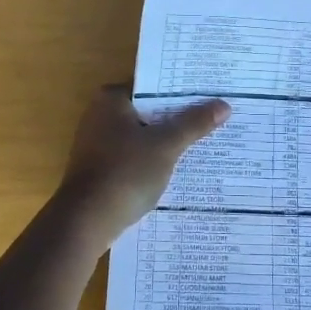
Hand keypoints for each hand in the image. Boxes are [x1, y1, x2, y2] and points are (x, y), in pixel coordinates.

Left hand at [58, 85, 229, 244]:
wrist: (86, 222)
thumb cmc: (125, 172)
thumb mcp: (166, 145)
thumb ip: (194, 124)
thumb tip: (224, 105)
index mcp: (111, 99)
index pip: (153, 87)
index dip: (181, 93)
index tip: (208, 97)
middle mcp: (99, 115)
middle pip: (148, 111)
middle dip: (176, 119)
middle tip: (212, 119)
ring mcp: (96, 144)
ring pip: (141, 136)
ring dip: (165, 142)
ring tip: (202, 144)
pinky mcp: (98, 170)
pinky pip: (133, 157)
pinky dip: (151, 161)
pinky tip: (176, 170)